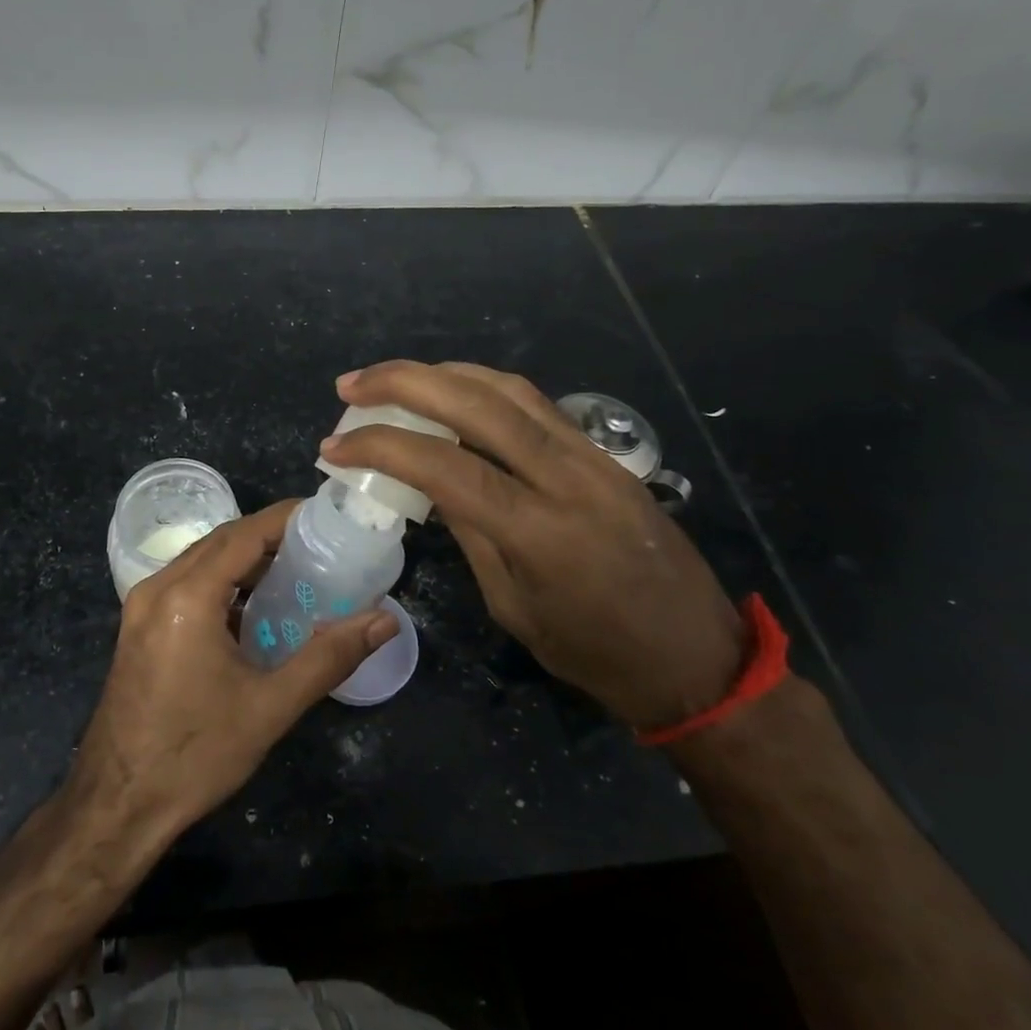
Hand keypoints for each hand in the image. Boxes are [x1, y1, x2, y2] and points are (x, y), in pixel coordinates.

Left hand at [70, 502, 397, 836]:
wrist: (118, 805)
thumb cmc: (195, 755)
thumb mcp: (270, 707)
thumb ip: (329, 657)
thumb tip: (384, 621)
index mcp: (187, 596)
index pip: (245, 533)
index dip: (287, 518)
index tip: (328, 514)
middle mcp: (158, 587)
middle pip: (221, 540)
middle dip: (270, 535)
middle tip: (321, 543)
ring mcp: (141, 606)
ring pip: (202, 560)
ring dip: (245, 559)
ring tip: (296, 569)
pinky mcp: (138, 626)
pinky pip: (187, 584)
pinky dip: (223, 582)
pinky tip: (254, 606)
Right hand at [320, 362, 743, 731]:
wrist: (697, 657)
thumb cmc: (596, 654)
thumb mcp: (514, 607)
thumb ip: (471, 534)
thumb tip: (430, 481)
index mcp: (540, 533)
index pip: (446, 467)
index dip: (382, 447)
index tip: (333, 446)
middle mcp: (568, 478)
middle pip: (477, 403)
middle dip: (405, 381)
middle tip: (352, 385)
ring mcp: (593, 458)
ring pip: (509, 389)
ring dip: (443, 372)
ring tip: (393, 378)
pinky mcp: (605, 454)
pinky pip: (536, 404)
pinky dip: (483, 386)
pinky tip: (453, 390)